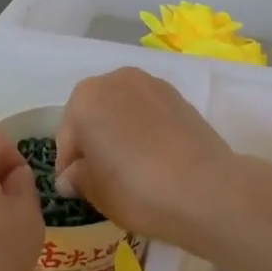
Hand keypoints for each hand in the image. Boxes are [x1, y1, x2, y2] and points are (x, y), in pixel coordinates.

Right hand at [54, 68, 238, 246]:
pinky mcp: (179, 97)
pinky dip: (146, 131)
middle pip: (95, 114)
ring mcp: (151, 84)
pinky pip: (150, 114)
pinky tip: (155, 159)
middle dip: (94, 141)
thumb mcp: (95, 191)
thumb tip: (72, 175)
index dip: (69, 166)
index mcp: (84, 98)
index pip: (67, 136)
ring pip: (124, 110)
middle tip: (102, 177)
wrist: (204, 188)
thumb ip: (77, 177)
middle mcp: (115, 80)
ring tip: (131, 168)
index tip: (76, 189)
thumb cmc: (135, 188)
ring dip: (121, 132)